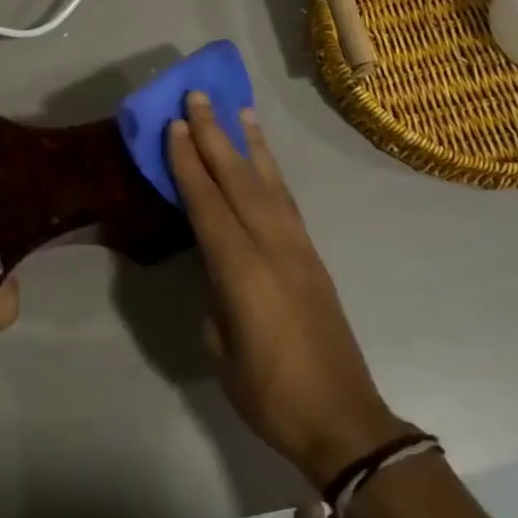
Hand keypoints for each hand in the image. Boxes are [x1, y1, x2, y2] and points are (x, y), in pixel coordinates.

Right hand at [167, 94, 409, 486]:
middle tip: (198, 97)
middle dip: (216, 135)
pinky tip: (265, 161)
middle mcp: (272, 247)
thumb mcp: (221, 347)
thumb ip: (214, 296)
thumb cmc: (269, 394)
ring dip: (250, 144)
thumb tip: (217, 270)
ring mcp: (298, 249)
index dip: (189, 162)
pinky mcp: (312, 258)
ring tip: (238, 110)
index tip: (175, 125)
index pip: (207, 203)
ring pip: (269, 183)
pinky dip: (273, 173)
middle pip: (239, 180)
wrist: (342, 420)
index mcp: (241, 270)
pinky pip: (287, 202)